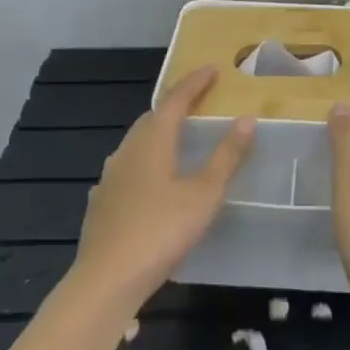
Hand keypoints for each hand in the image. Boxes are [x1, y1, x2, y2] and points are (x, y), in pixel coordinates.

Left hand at [68, 66, 253, 315]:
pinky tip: (150, 177)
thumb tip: (247, 119)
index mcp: (152, 141)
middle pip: (152, 117)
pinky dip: (145, 160)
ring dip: (158, 131)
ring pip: (137, 142)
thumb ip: (226, 156)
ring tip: (177, 135)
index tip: (212, 69)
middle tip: (198, 99)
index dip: (194, 83)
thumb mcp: (204, 194)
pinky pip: (128, 167)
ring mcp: (110, 177)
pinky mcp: (102, 201)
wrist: (106, 280)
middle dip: (175, 105)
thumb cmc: (161, 231)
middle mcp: (127, 150)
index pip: (175, 100)